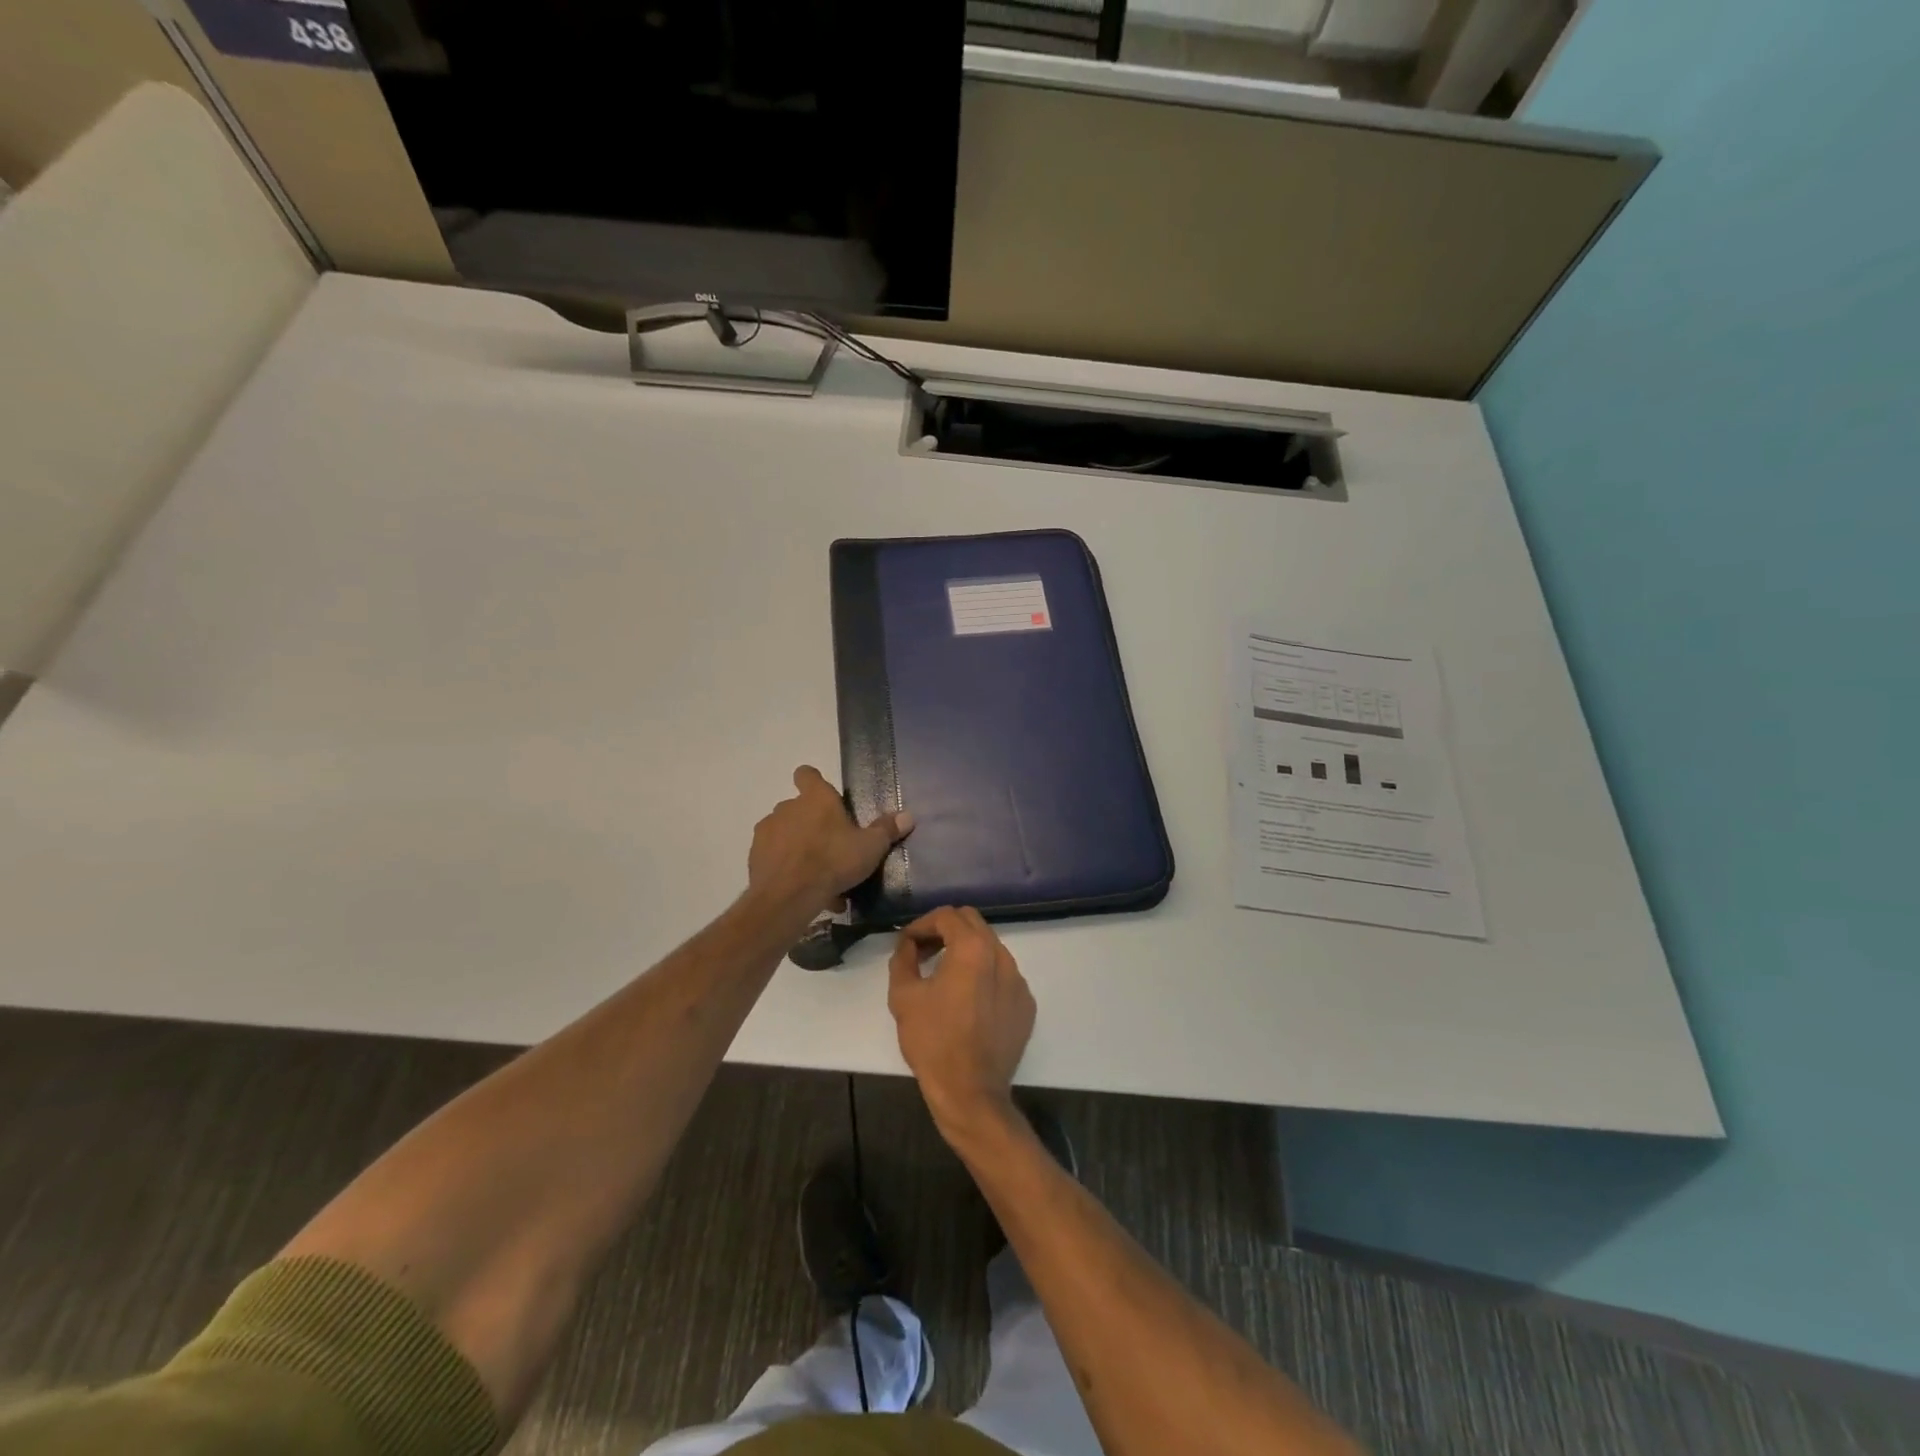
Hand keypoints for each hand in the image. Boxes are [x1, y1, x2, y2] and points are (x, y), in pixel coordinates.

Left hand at [748, 766, 912, 914]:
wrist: (788, 896)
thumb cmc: (833, 861)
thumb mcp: (870, 847)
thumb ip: (887, 830)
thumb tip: (908, 816)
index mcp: (816, 798)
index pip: (807, 774)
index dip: (813, 781)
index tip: (824, 797)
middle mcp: (787, 807)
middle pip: (798, 808)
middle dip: (812, 823)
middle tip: (831, 846)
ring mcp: (767, 831)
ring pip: (786, 833)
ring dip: (798, 847)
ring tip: (818, 875)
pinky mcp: (755, 856)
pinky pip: (775, 857)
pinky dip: (787, 867)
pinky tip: (804, 889)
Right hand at [888, 907, 1035, 1142]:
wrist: (971, 1092)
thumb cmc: (933, 1041)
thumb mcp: (904, 996)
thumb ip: (903, 958)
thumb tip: (908, 943)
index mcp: (973, 948)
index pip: (947, 916)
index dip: (922, 924)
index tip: (907, 943)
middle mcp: (1002, 956)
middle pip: (972, 923)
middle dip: (945, 930)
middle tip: (923, 951)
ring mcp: (1019, 980)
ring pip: (990, 947)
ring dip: (965, 950)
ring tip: (943, 974)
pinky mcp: (1026, 1004)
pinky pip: (1003, 974)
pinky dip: (984, 974)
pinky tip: (967, 999)